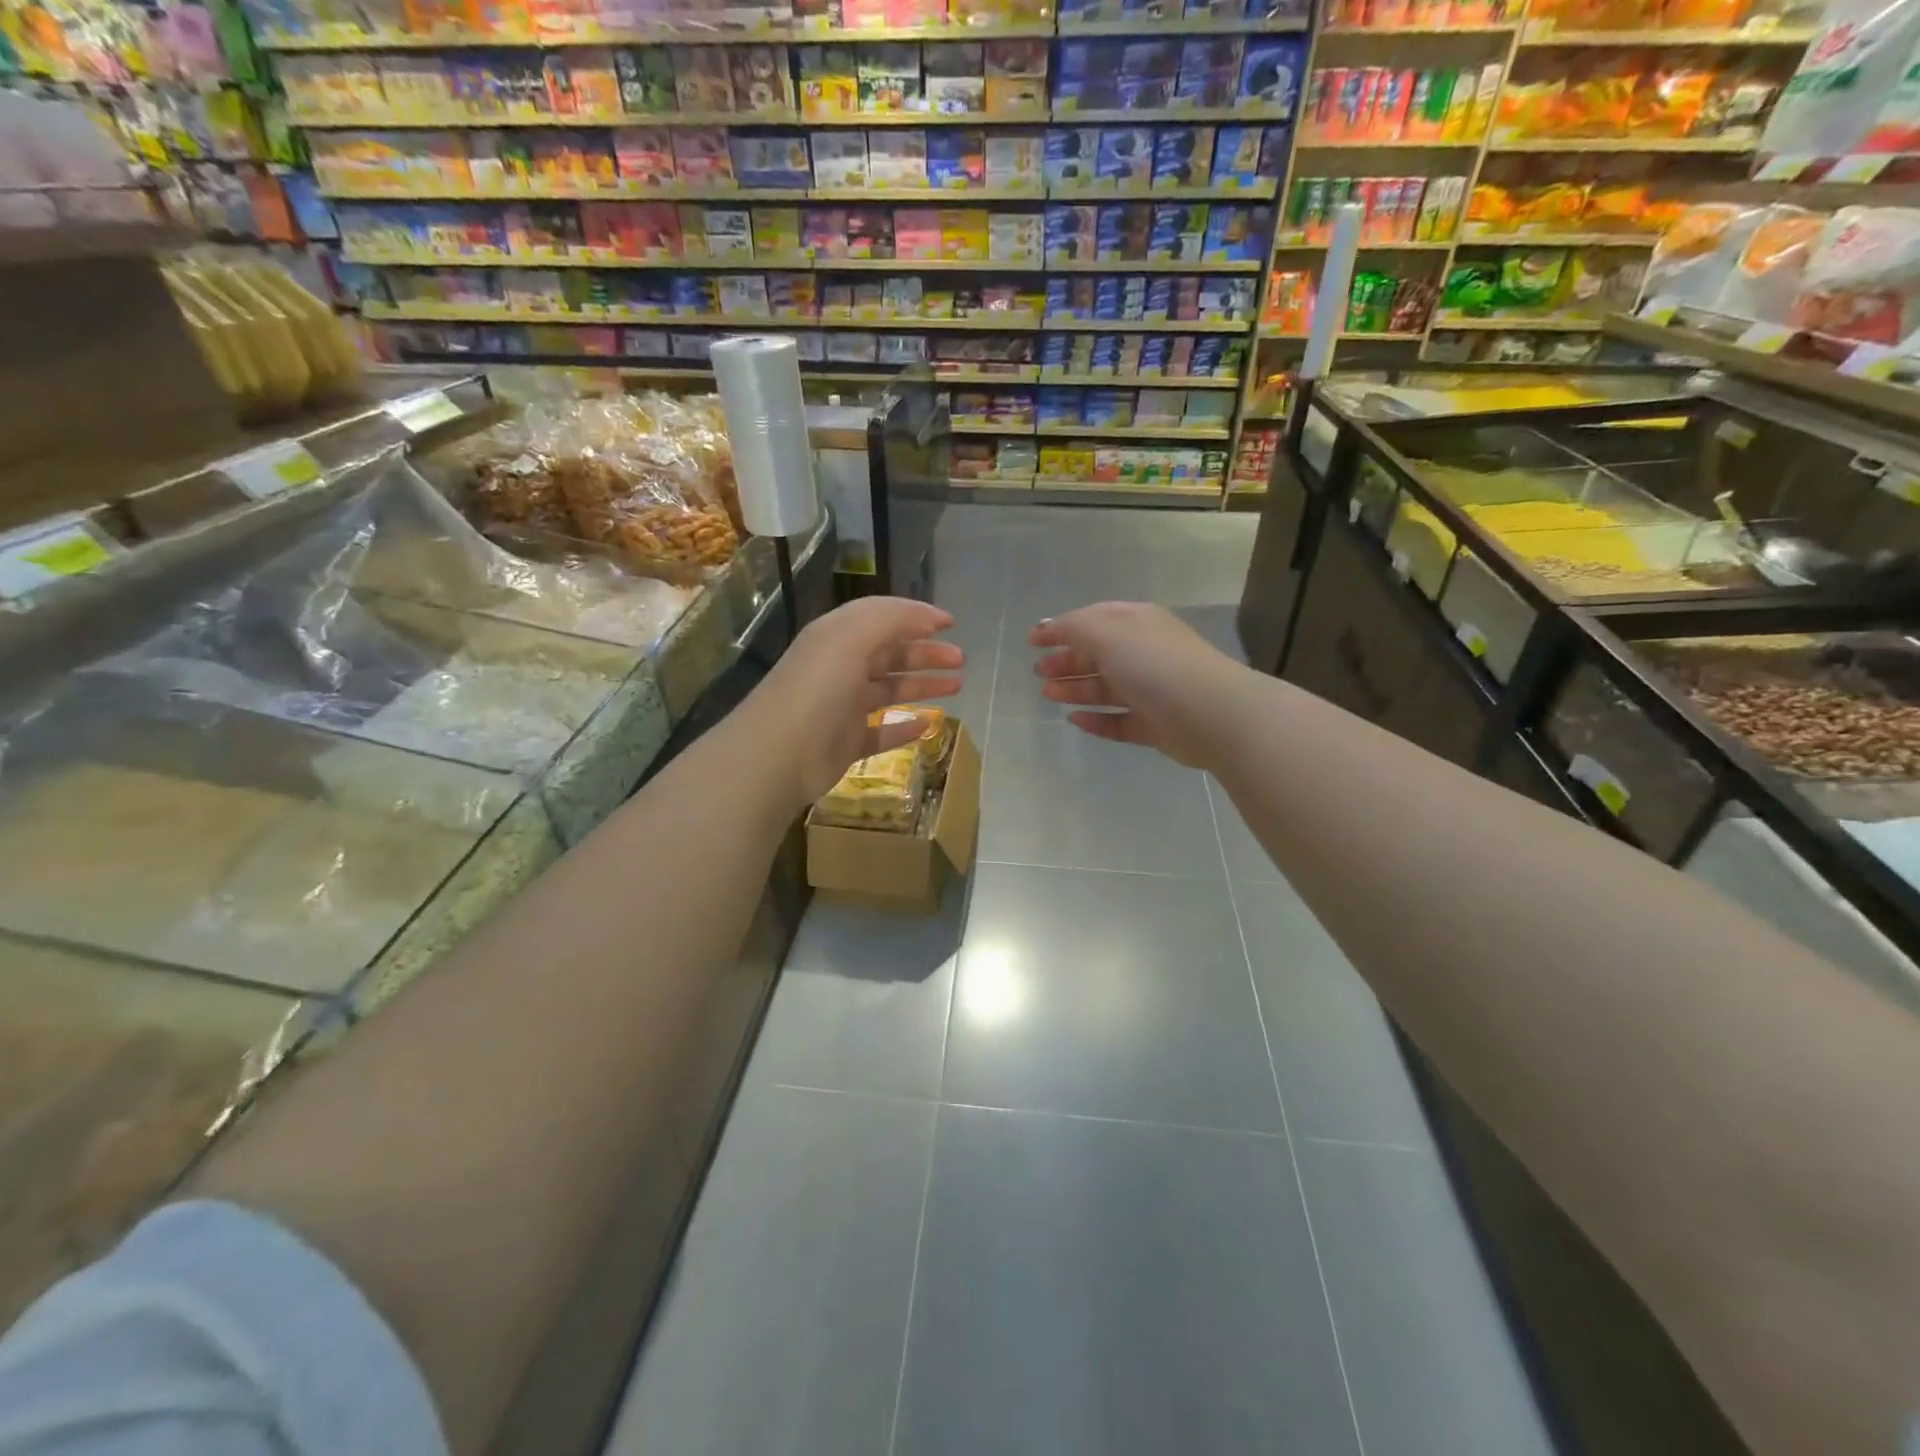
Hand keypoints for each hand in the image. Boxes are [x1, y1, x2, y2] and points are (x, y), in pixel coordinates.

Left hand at [750, 596, 963, 806]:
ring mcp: (843, 707)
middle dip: (925, 653)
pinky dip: (903, 727)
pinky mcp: (846, 743)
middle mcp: (840, 667)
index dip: (916, 616)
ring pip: (889, 691)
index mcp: (837, 637)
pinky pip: (881, 731)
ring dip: (922, 686)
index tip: (952, 623)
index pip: (882, 617)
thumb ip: (891, 619)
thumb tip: (929, 616)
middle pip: (890, 654)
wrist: (779, 754)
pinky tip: (927, 725)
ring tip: (957, 686)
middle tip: (960, 659)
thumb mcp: (851, 638)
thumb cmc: (818, 689)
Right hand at [1029, 602, 1241, 768]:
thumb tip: (1046, 627)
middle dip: (1066, 661)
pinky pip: (1118, 721)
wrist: (1208, 712)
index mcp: (1136, 623)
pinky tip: (1075, 721)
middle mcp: (1144, 653)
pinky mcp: (1154, 725)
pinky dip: (1097, 720)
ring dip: (1075, 689)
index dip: (1061, 628)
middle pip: (1098, 656)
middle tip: (1038, 672)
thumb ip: (1072, 628)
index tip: (1031, 641)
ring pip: (1106, 689)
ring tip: (1047, 694)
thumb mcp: (1107, 633)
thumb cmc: (1153, 664)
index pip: (1093, 620)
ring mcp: (1151, 691)